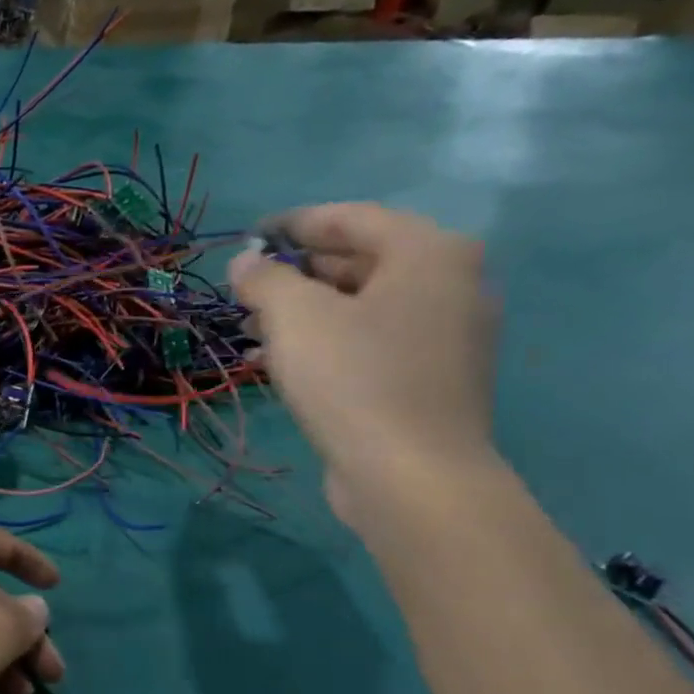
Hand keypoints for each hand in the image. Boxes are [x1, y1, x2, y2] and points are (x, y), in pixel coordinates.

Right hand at [229, 203, 500, 524]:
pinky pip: (369, 341)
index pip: (351, 218)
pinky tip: (278, 361)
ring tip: (249, 326)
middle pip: (359, 260)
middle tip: (244, 286)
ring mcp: (444, 334)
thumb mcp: (295, 317)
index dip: (293, 224)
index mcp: (429, 253)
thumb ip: (265, 278)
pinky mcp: (429, 377)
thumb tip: (246, 262)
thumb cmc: (354, 379)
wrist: (410, 474)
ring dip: (303, 310)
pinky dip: (325, 341)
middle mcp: (449, 284)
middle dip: (295, 271)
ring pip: (360, 305)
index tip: (247, 236)